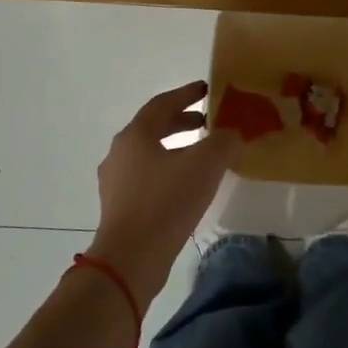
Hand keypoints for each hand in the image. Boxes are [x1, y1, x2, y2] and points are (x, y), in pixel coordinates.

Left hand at [88, 81, 240, 307]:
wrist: (130, 258)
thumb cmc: (166, 202)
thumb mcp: (205, 165)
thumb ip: (223, 142)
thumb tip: (231, 134)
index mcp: (136, 135)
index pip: (162, 103)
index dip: (187, 94)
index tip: (207, 89)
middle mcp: (120, 152)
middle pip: (153, 127)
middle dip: (182, 121)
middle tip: (207, 122)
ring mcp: (116, 181)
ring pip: (149, 154)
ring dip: (175, 148)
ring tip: (202, 156)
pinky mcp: (119, 207)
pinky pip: (146, 177)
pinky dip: (168, 171)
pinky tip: (187, 187)